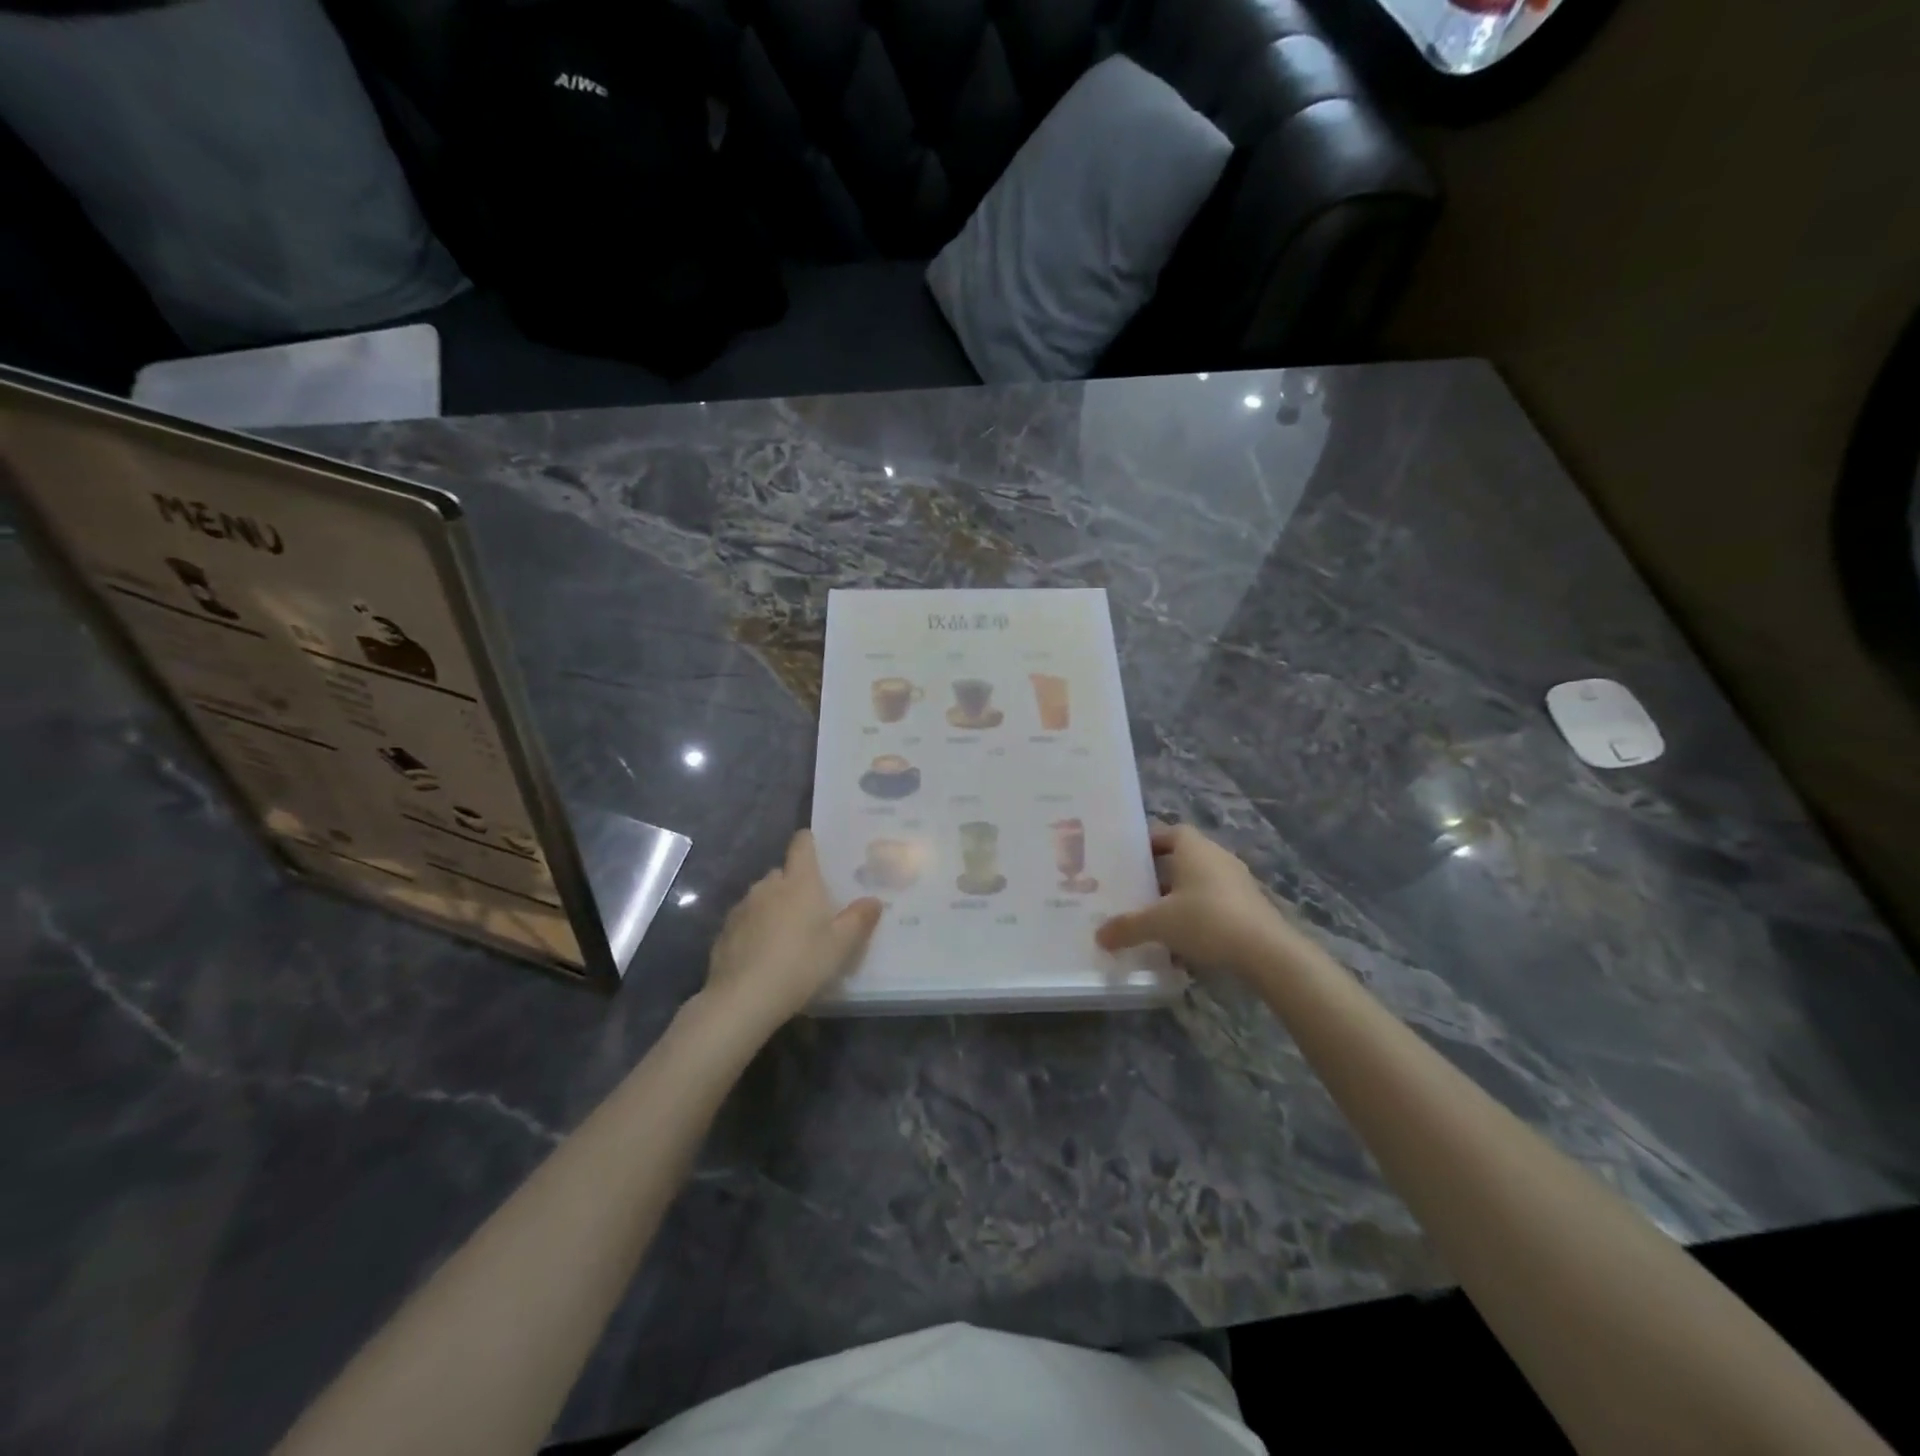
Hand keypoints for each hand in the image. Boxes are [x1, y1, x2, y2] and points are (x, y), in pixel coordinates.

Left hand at [700, 830, 881, 1035]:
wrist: (742, 999)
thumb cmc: (800, 964)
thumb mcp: (840, 946)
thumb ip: (859, 919)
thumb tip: (873, 900)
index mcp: (799, 881)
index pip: (802, 844)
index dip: (810, 842)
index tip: (819, 852)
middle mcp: (768, 886)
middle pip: (783, 873)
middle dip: (795, 885)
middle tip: (812, 910)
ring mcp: (742, 907)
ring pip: (763, 897)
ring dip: (774, 907)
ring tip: (787, 935)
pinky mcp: (725, 930)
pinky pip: (746, 920)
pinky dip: (755, 929)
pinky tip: (763, 954)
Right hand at [1095, 823, 1294, 975]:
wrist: (1266, 951)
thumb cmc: (1206, 920)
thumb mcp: (1158, 924)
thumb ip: (1127, 927)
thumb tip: (1099, 936)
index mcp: (1194, 848)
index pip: (1168, 832)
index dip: (1147, 844)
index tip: (1128, 861)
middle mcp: (1216, 857)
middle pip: (1182, 859)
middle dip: (1159, 876)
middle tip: (1136, 893)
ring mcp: (1237, 882)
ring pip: (1199, 884)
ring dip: (1179, 899)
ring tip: (1156, 921)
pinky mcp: (1249, 907)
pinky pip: (1215, 905)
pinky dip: (1198, 918)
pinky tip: (1183, 946)